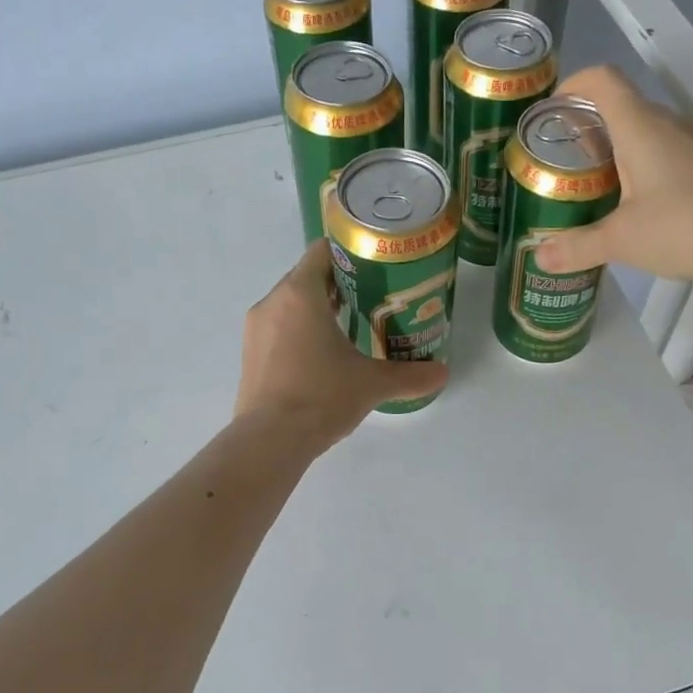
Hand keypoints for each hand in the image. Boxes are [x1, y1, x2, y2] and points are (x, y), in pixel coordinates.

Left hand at [234, 240, 448, 450]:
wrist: (269, 441)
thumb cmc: (321, 397)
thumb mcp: (372, 383)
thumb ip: (410, 375)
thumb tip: (443, 373)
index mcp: (300, 294)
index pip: (322, 251)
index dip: (350, 253)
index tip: (375, 267)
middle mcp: (272, 301)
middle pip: (308, 276)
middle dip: (340, 284)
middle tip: (373, 298)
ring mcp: (256, 328)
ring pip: (291, 303)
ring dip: (319, 308)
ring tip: (352, 326)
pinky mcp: (249, 353)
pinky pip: (278, 326)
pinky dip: (300, 330)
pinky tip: (323, 356)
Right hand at [533, 65, 692, 280]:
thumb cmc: (683, 225)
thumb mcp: (620, 240)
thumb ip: (577, 247)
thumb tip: (540, 258)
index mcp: (639, 125)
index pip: (601, 80)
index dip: (572, 85)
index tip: (551, 112)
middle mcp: (669, 122)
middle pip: (621, 106)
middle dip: (588, 128)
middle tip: (565, 164)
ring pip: (647, 130)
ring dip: (619, 149)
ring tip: (598, 187)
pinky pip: (670, 150)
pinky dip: (646, 165)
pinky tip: (641, 204)